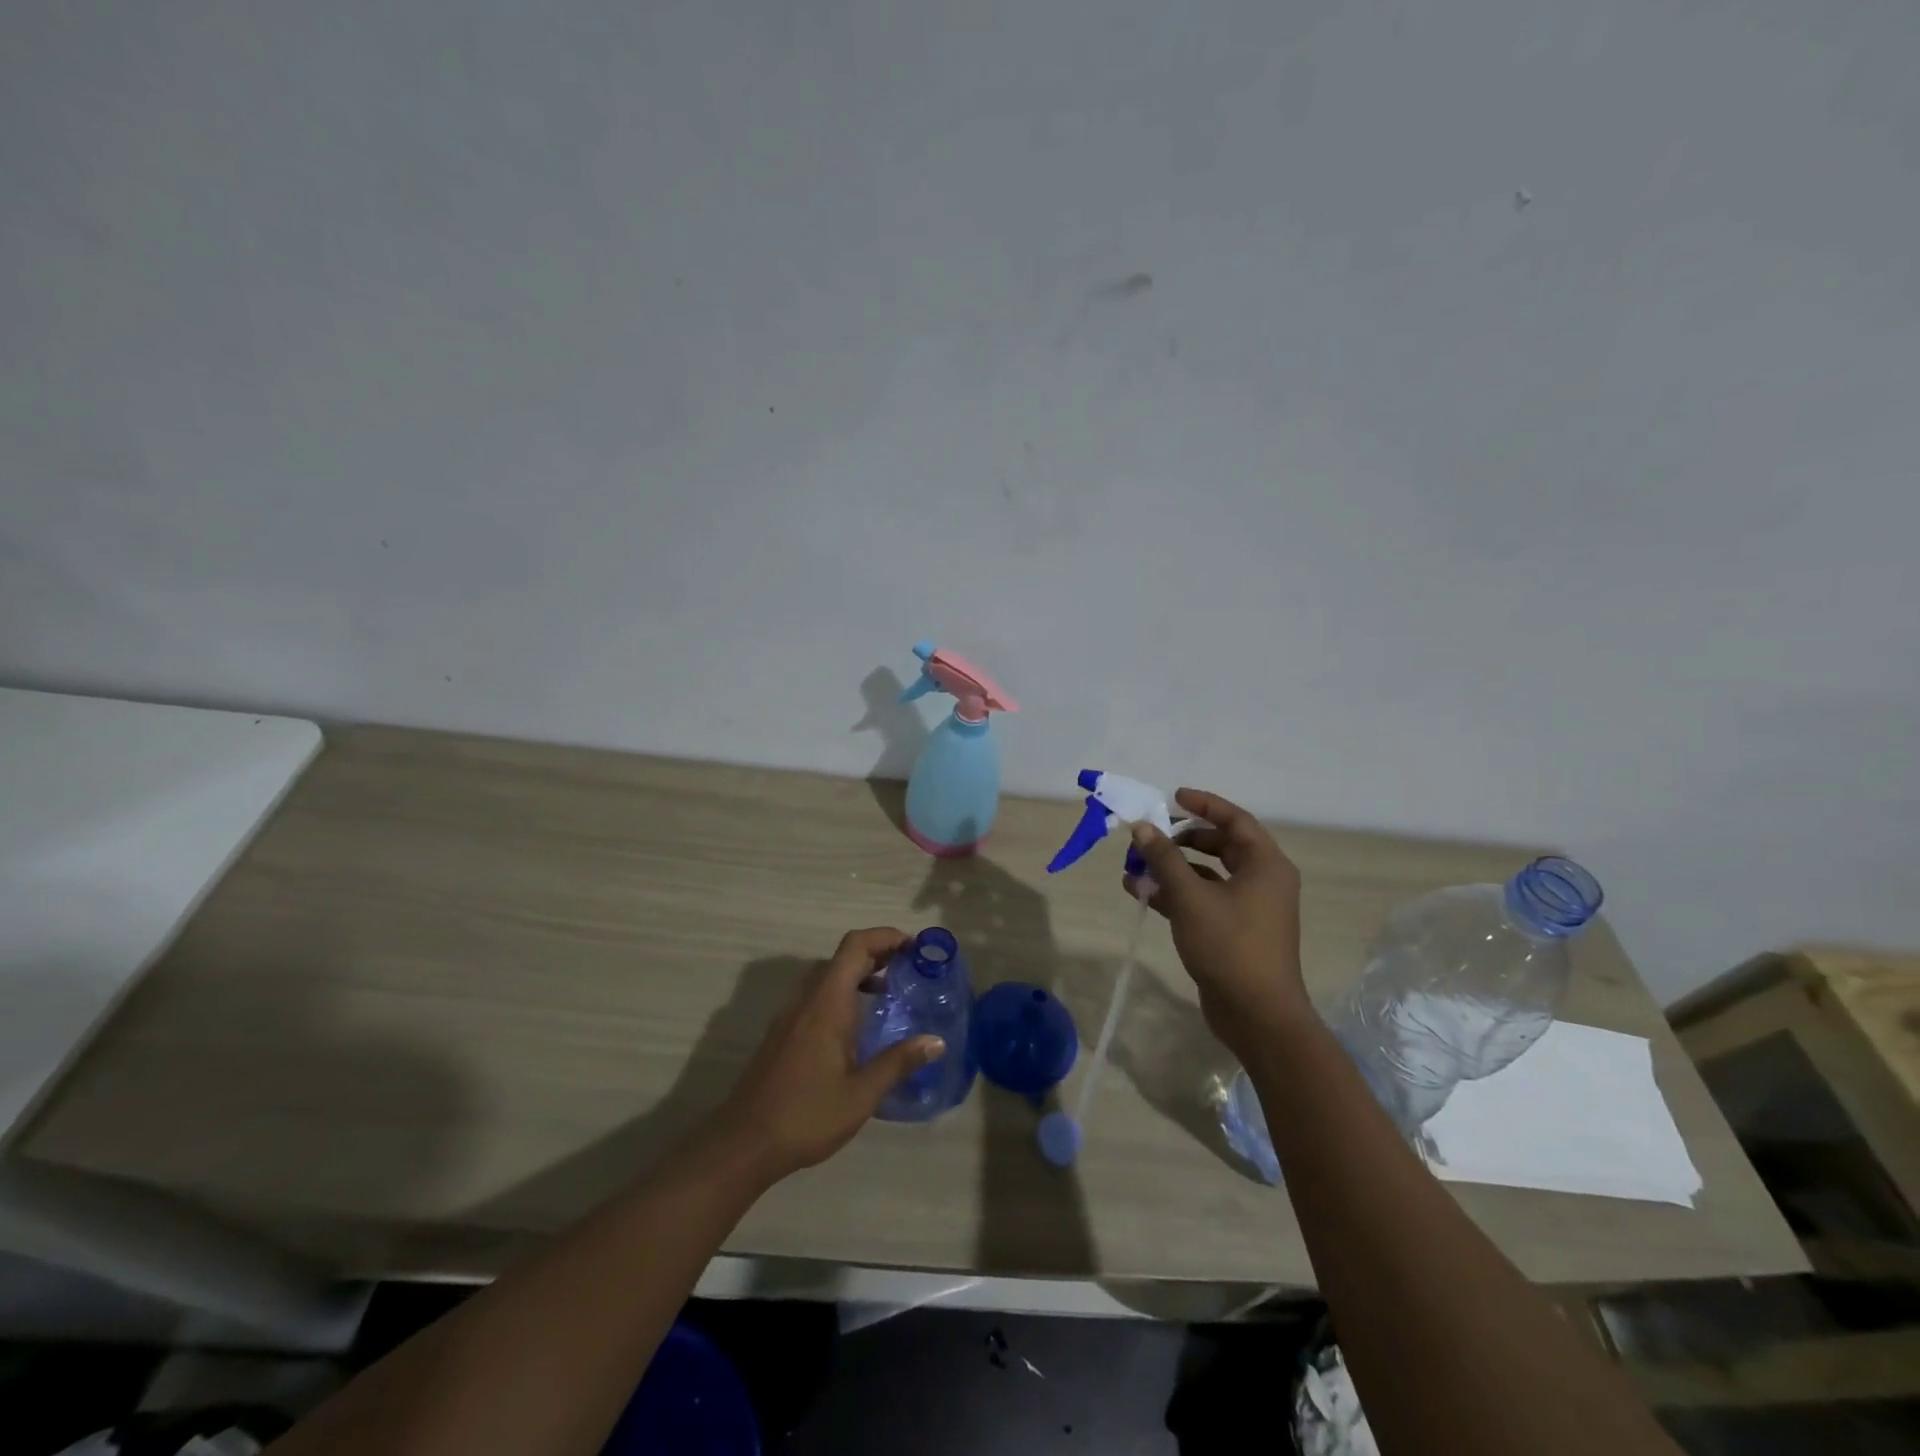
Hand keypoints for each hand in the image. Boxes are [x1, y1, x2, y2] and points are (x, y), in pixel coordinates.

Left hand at [707, 927, 943, 1184]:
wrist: (743, 1144)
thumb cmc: (806, 1116)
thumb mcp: (861, 1095)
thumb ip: (898, 1063)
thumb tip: (936, 1041)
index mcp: (827, 1004)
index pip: (855, 946)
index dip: (885, 937)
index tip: (915, 948)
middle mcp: (806, 1000)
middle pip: (842, 957)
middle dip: (878, 954)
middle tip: (910, 969)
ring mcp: (790, 1016)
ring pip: (828, 977)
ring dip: (859, 974)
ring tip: (889, 994)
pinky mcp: (783, 1034)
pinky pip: (817, 997)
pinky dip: (843, 995)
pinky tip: (858, 1028)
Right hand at [1124, 788, 1311, 1060]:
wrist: (1257, 1015)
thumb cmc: (1230, 946)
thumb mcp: (1191, 897)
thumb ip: (1164, 859)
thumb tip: (1142, 827)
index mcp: (1265, 865)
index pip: (1236, 820)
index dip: (1205, 805)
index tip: (1173, 796)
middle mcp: (1262, 881)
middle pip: (1221, 846)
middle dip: (1182, 839)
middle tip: (1152, 835)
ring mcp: (1249, 909)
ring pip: (1208, 876)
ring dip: (1173, 869)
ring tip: (1135, 867)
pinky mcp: (1234, 932)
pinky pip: (1204, 901)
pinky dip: (1176, 895)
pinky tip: (1142, 894)